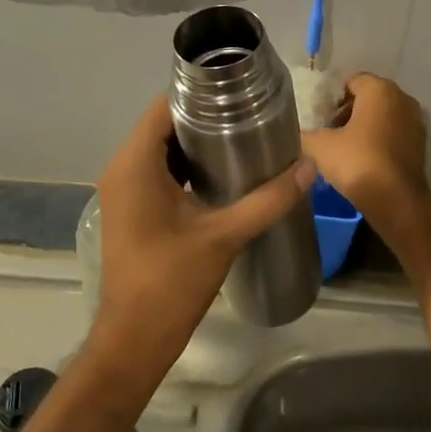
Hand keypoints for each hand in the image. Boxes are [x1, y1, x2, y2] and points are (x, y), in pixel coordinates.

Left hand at [87, 96, 314, 393]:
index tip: (238, 92)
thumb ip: (268, 200)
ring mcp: (122, 190)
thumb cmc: (171, 283)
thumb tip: (308, 167)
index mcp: (135, 165)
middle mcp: (121, 169)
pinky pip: (155, 171)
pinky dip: (183, 166)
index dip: (199, 94)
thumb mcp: (224, 236)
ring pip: (159, 149)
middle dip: (203, 118)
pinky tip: (220, 172)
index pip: (163, 107)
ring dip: (194, 143)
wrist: (134, 339)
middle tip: (248, 114)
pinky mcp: (130, 209)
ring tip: (241, 137)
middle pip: (161, 125)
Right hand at [302, 73, 430, 218]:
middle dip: (348, 111)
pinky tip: (364, 160)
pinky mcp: (421, 144)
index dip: (333, 98)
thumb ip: (306, 133)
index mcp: (380, 89)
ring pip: (383, 116)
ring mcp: (416, 121)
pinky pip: (394, 133)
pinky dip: (380, 140)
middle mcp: (402, 98)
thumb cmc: (357, 162)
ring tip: (344, 148)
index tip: (321, 118)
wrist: (395, 201)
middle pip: (369, 98)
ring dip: (365, 126)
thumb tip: (298, 133)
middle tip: (330, 132)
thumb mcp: (319, 146)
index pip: (352, 81)